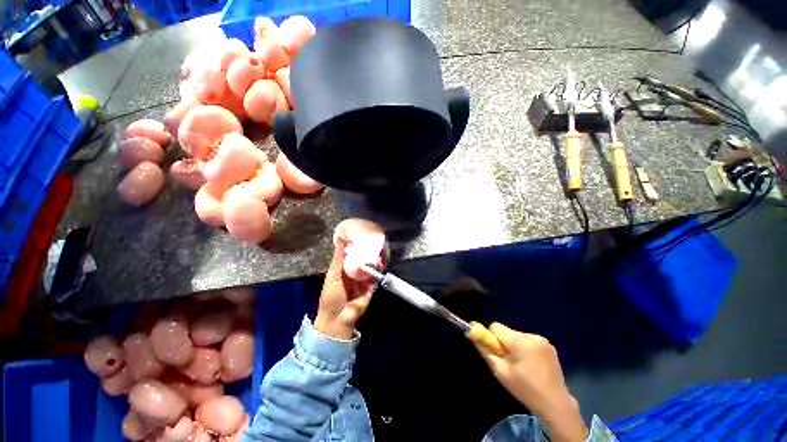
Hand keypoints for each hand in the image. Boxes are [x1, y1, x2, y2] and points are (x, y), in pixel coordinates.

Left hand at [314, 219, 385, 339]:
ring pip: (371, 264)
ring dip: (375, 256)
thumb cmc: (331, 296)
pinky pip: (377, 274)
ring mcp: (364, 277)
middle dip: (368, 248)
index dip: (356, 242)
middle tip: (374, 237)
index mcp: (344, 266)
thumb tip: (342, 238)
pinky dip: (379, 268)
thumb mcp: (333, 274)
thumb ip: (339, 257)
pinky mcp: (372, 284)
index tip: (362, 230)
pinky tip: (381, 260)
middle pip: (363, 256)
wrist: (339, 318)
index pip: (352, 251)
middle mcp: (355, 270)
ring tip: (380, 245)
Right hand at [473, 323, 586, 441]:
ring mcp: (542, 340)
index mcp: (519, 342)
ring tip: (522, 365)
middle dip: (504, 342)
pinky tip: (531, 363)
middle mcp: (531, 336)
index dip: (492, 337)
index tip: (496, 352)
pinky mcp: (549, 345)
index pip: (496, 326)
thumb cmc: (524, 389)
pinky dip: (525, 347)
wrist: (555, 404)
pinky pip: (528, 339)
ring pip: (517, 335)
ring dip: (515, 345)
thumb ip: (485, 350)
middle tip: (509, 362)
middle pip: (507, 331)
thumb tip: (471, 333)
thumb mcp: (500, 371)